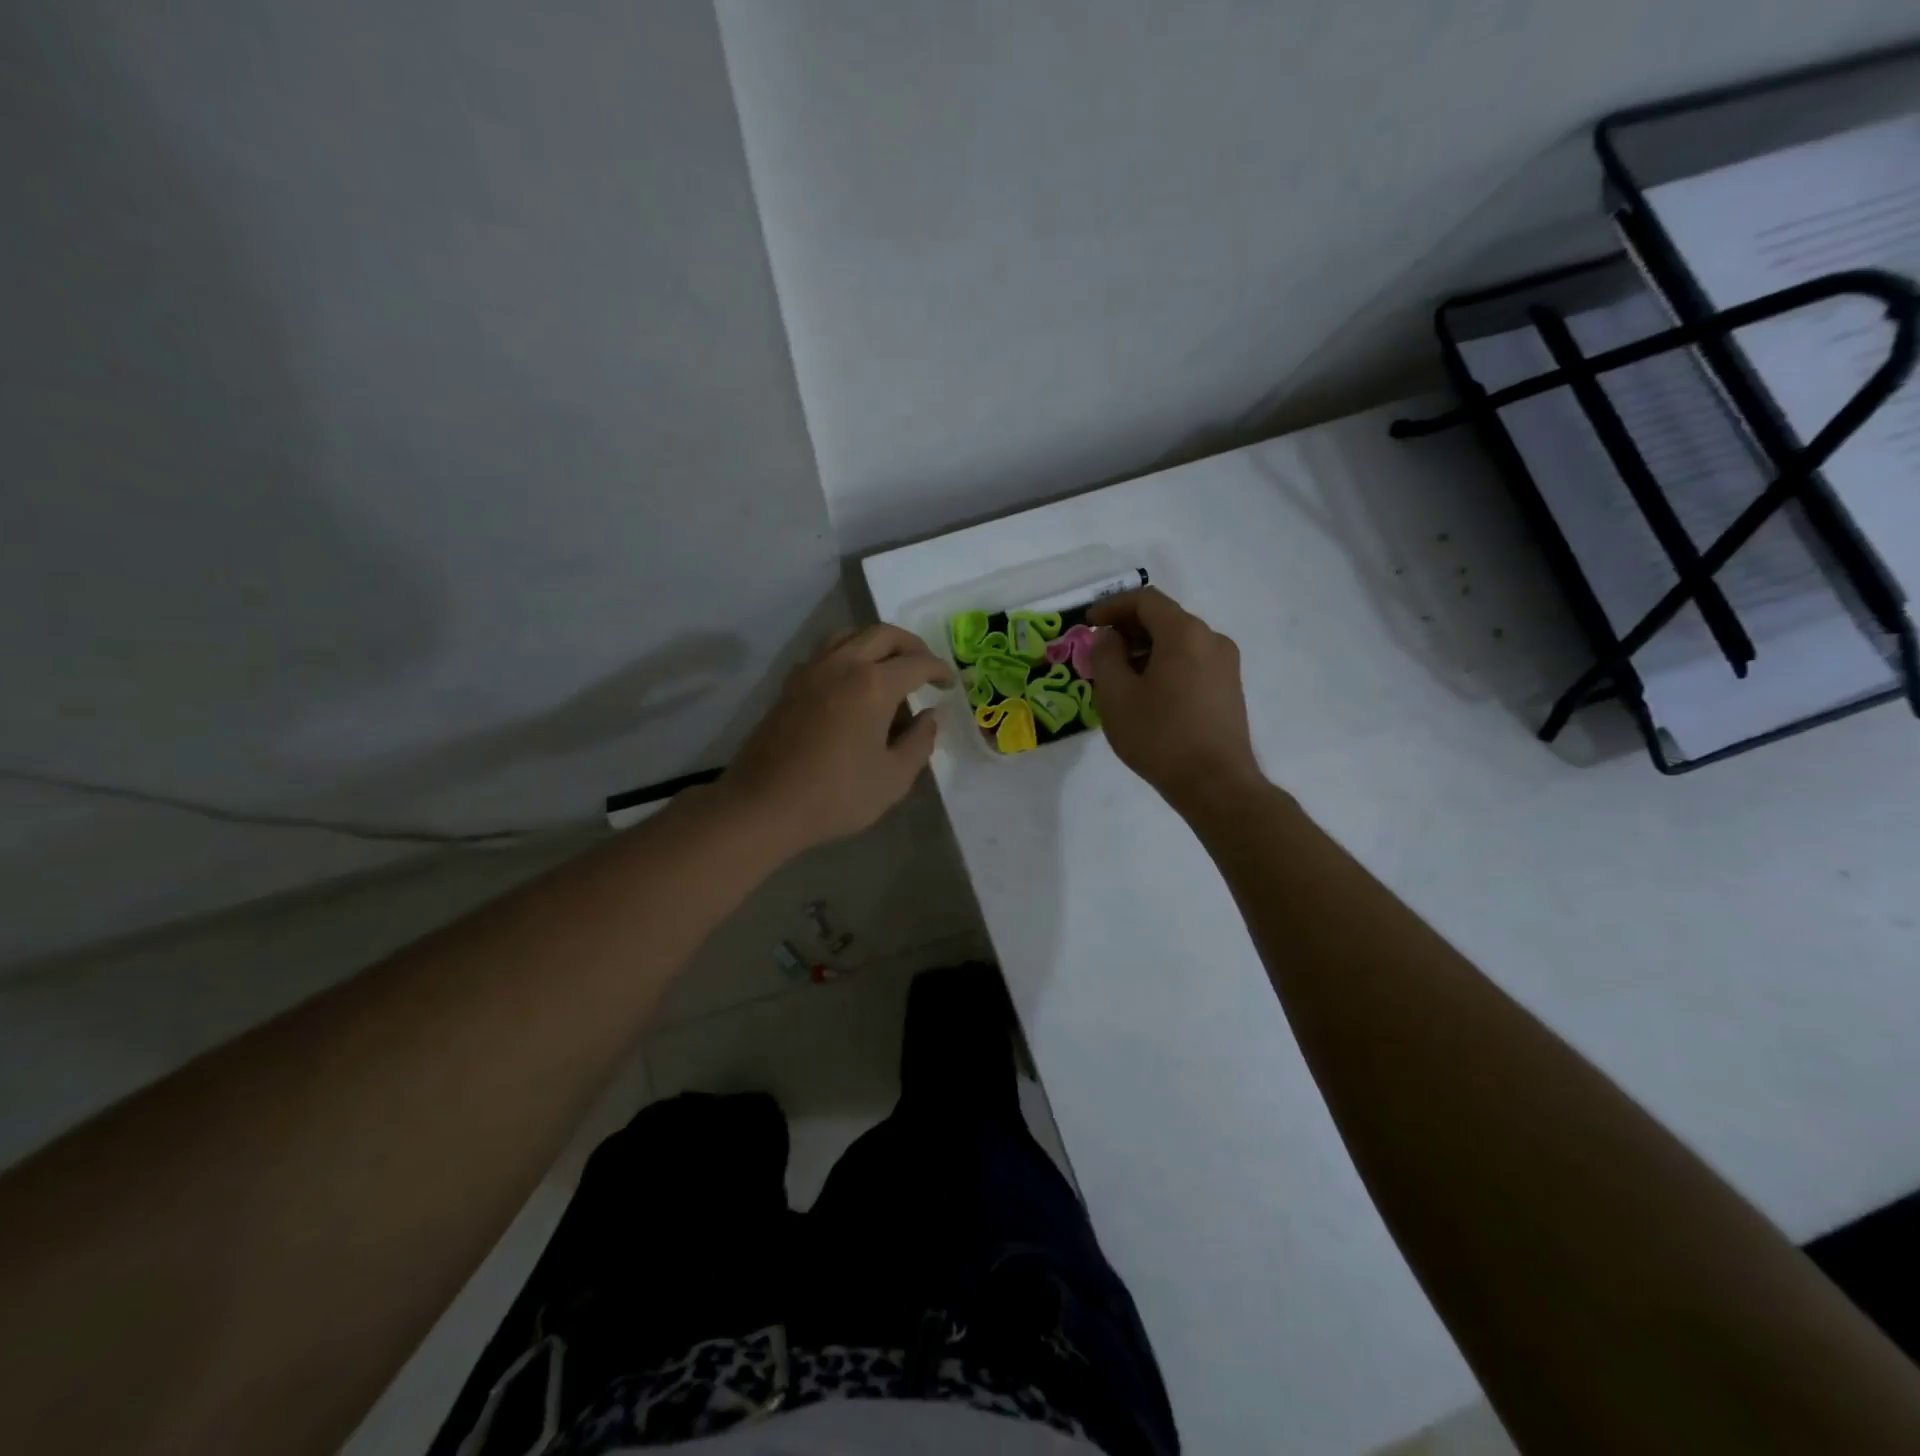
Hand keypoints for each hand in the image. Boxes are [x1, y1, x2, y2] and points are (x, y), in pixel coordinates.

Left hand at [723, 624, 951, 853]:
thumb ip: (919, 742)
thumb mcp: (893, 778)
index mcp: (873, 684)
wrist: (764, 805)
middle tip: (926, 667)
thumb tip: (930, 717)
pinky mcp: (791, 684)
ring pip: (850, 635)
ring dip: (877, 643)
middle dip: (911, 646)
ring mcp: (812, 671)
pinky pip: (827, 652)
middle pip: (883, 635)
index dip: (939, 670)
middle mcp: (842, 664)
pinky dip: (849, 655)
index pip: (916, 663)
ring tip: (890, 668)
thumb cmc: (836, 795)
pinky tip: (853, 684)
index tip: (950, 684)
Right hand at [1087, 588, 1262, 811]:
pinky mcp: (1229, 687)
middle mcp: (1211, 639)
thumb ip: (1105, 656)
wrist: (1215, 784)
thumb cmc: (1159, 737)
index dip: (1112, 606)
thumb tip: (1109, 638)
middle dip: (1128, 628)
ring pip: (1178, 641)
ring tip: (1120, 676)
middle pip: (1164, 618)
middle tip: (1100, 652)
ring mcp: (1226, 664)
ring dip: (1146, 648)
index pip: (1145, 600)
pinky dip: (1165, 664)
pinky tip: (1148, 693)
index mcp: (1184, 633)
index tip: (1089, 624)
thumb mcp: (1116, 696)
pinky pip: (1192, 661)